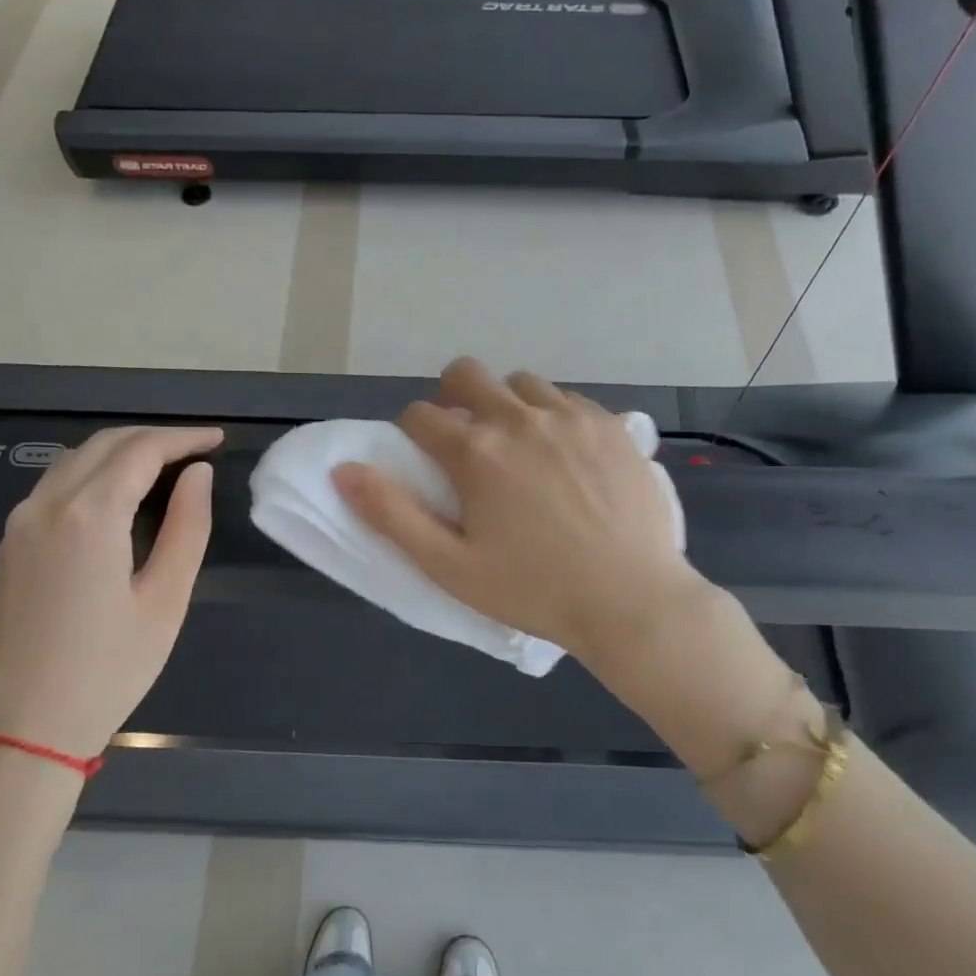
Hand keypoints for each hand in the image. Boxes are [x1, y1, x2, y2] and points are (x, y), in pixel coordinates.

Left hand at [0, 425, 220, 762]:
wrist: (20, 733)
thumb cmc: (107, 671)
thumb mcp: (165, 602)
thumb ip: (187, 529)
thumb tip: (197, 476)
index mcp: (88, 516)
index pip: (141, 451)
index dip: (182, 438)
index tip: (217, 439)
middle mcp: (44, 506)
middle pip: (103, 446)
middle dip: (152, 438)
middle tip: (196, 449)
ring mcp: (16, 527)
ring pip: (72, 462)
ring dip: (119, 452)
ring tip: (162, 466)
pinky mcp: (6, 549)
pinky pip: (52, 489)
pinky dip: (91, 475)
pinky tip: (115, 496)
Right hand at [332, 357, 706, 663]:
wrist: (631, 601)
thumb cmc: (533, 590)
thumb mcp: (450, 566)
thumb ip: (392, 514)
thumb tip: (343, 471)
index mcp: (475, 453)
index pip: (420, 416)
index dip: (412, 435)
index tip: (426, 463)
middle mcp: (519, 418)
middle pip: (466, 374)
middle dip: (452, 398)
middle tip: (465, 442)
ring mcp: (571, 416)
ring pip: (520, 382)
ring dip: (505, 404)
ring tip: (518, 448)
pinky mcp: (611, 425)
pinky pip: (568, 399)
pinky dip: (552, 415)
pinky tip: (564, 455)